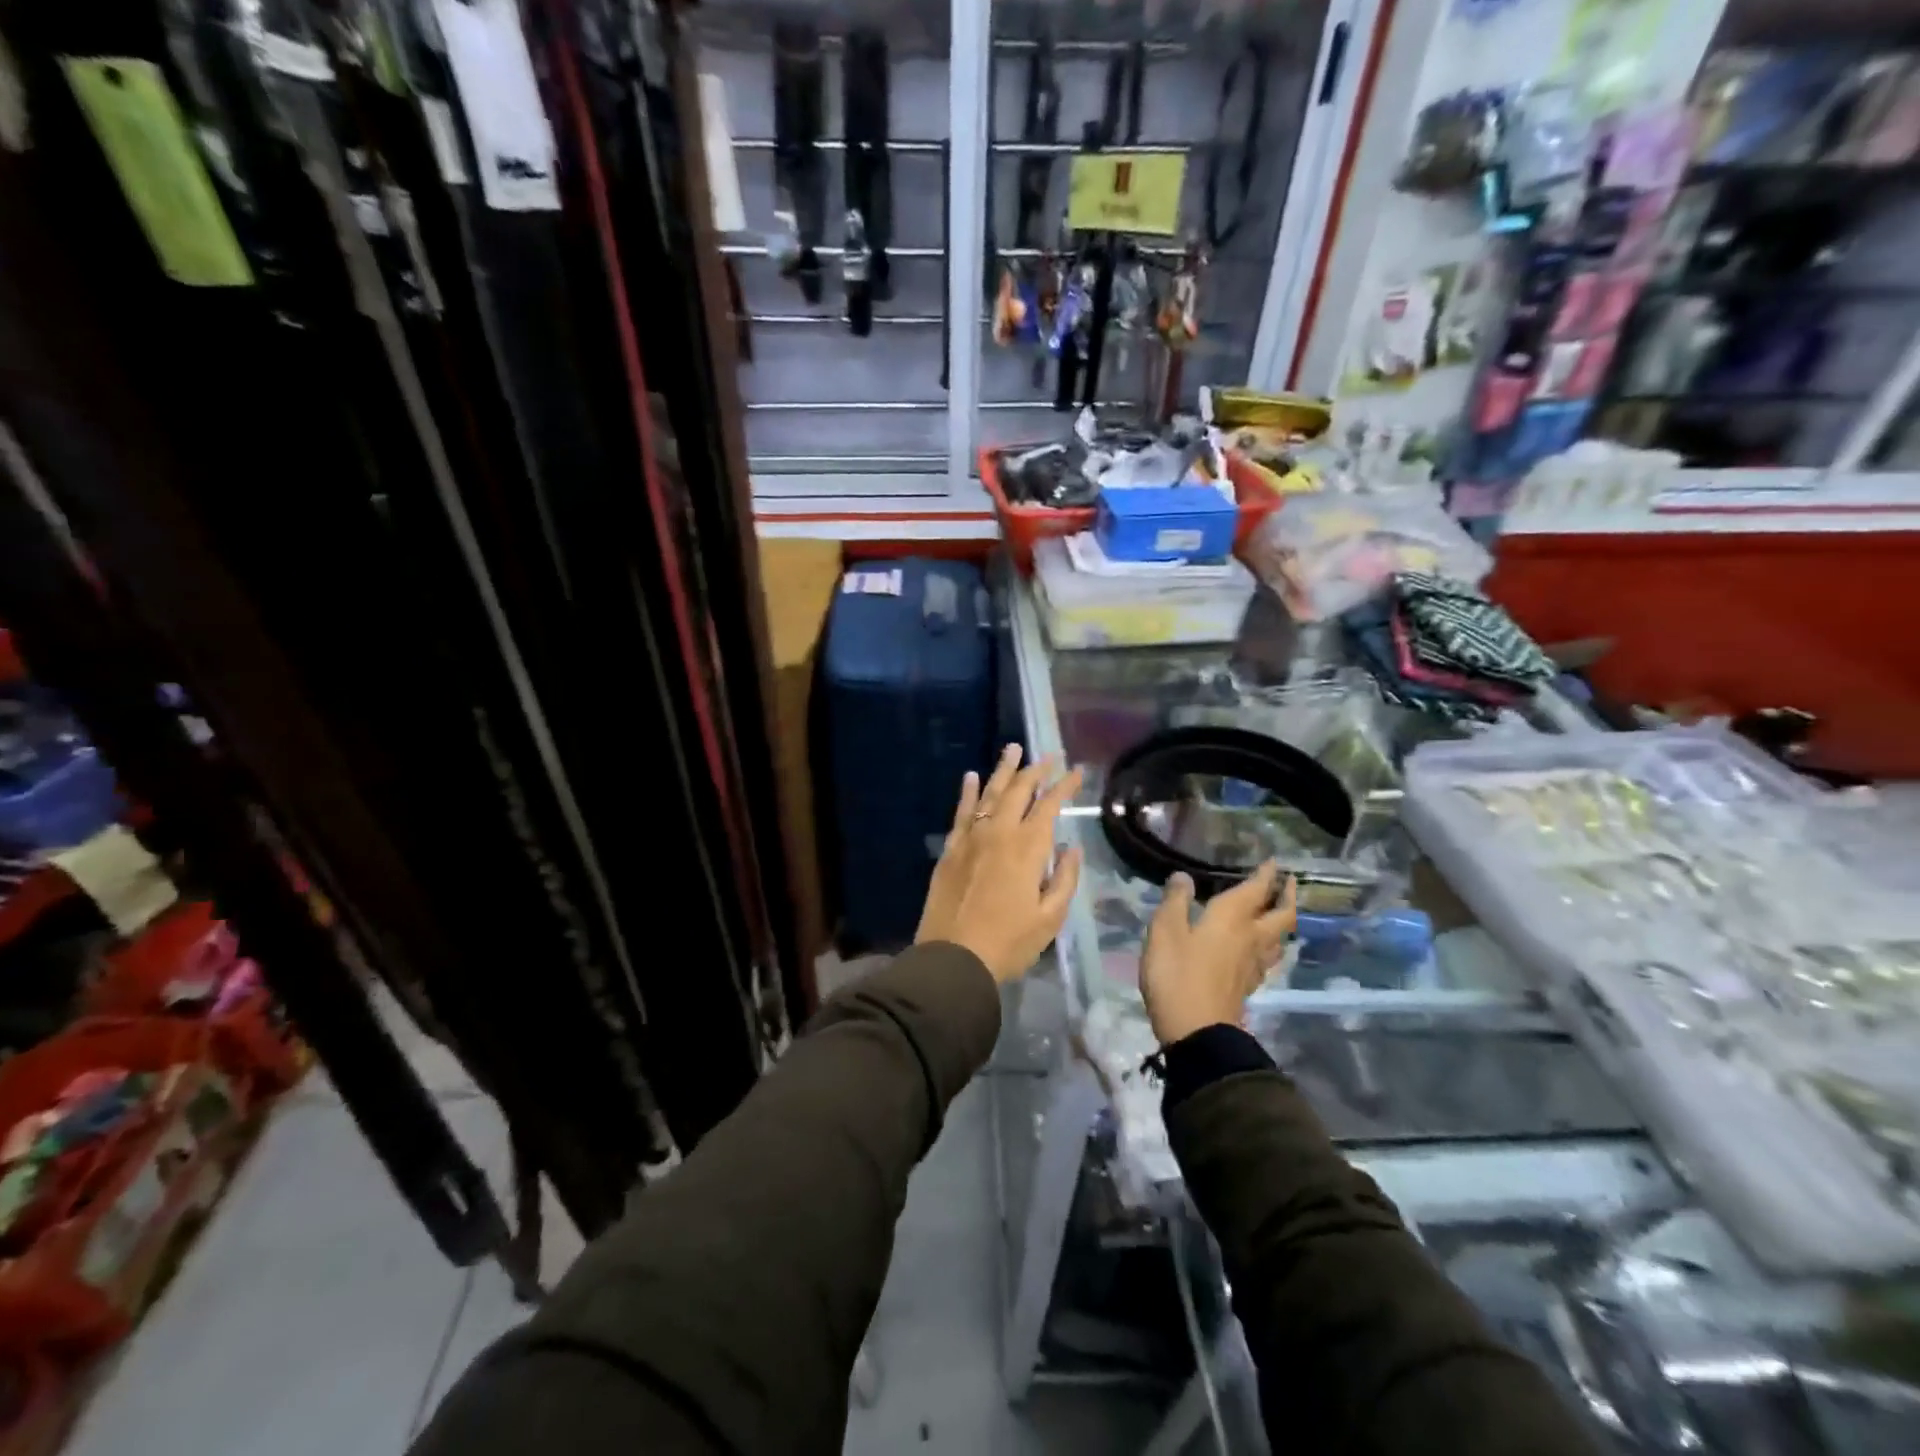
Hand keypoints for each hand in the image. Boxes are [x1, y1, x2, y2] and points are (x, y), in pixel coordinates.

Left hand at [915, 744, 1083, 983]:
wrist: (954, 958)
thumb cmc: (1009, 942)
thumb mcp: (1050, 918)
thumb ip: (1064, 878)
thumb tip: (1071, 848)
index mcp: (1027, 847)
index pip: (1049, 804)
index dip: (1064, 785)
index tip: (1077, 770)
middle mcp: (998, 832)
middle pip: (1018, 790)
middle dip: (1036, 769)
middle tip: (1048, 755)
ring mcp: (970, 838)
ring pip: (988, 793)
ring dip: (1003, 770)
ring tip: (1012, 749)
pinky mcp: (950, 849)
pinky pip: (961, 812)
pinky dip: (967, 792)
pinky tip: (970, 776)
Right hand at [1139, 861, 1295, 1045]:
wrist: (1198, 1034)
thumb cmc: (1178, 975)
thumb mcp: (1165, 932)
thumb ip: (1175, 901)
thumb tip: (1184, 876)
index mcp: (1232, 919)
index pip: (1256, 890)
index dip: (1267, 874)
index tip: (1275, 862)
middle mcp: (1250, 939)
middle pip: (1281, 916)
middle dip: (1287, 896)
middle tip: (1289, 883)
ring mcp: (1252, 966)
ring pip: (1279, 939)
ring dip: (1283, 922)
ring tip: (1280, 914)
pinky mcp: (1247, 987)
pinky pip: (1267, 958)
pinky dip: (1269, 946)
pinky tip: (1260, 950)